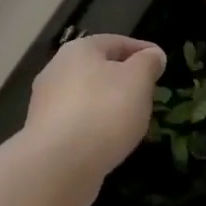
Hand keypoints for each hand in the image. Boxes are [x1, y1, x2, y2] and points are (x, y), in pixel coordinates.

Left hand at [24, 34, 166, 191]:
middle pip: (97, 68)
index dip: (142, 50)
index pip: (116, 42)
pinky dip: (94, 125)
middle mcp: (56, 70)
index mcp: (78, 50)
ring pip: (86, 96)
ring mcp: (45, 102)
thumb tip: (153, 54)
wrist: (59, 163)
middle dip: (123, 78)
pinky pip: (77, 122)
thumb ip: (147, 64)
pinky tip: (108, 140)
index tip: (161, 61)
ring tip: (131, 119)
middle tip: (147, 91)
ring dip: (108, 103)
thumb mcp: (137, 81)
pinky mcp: (43, 132)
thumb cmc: (104, 111)